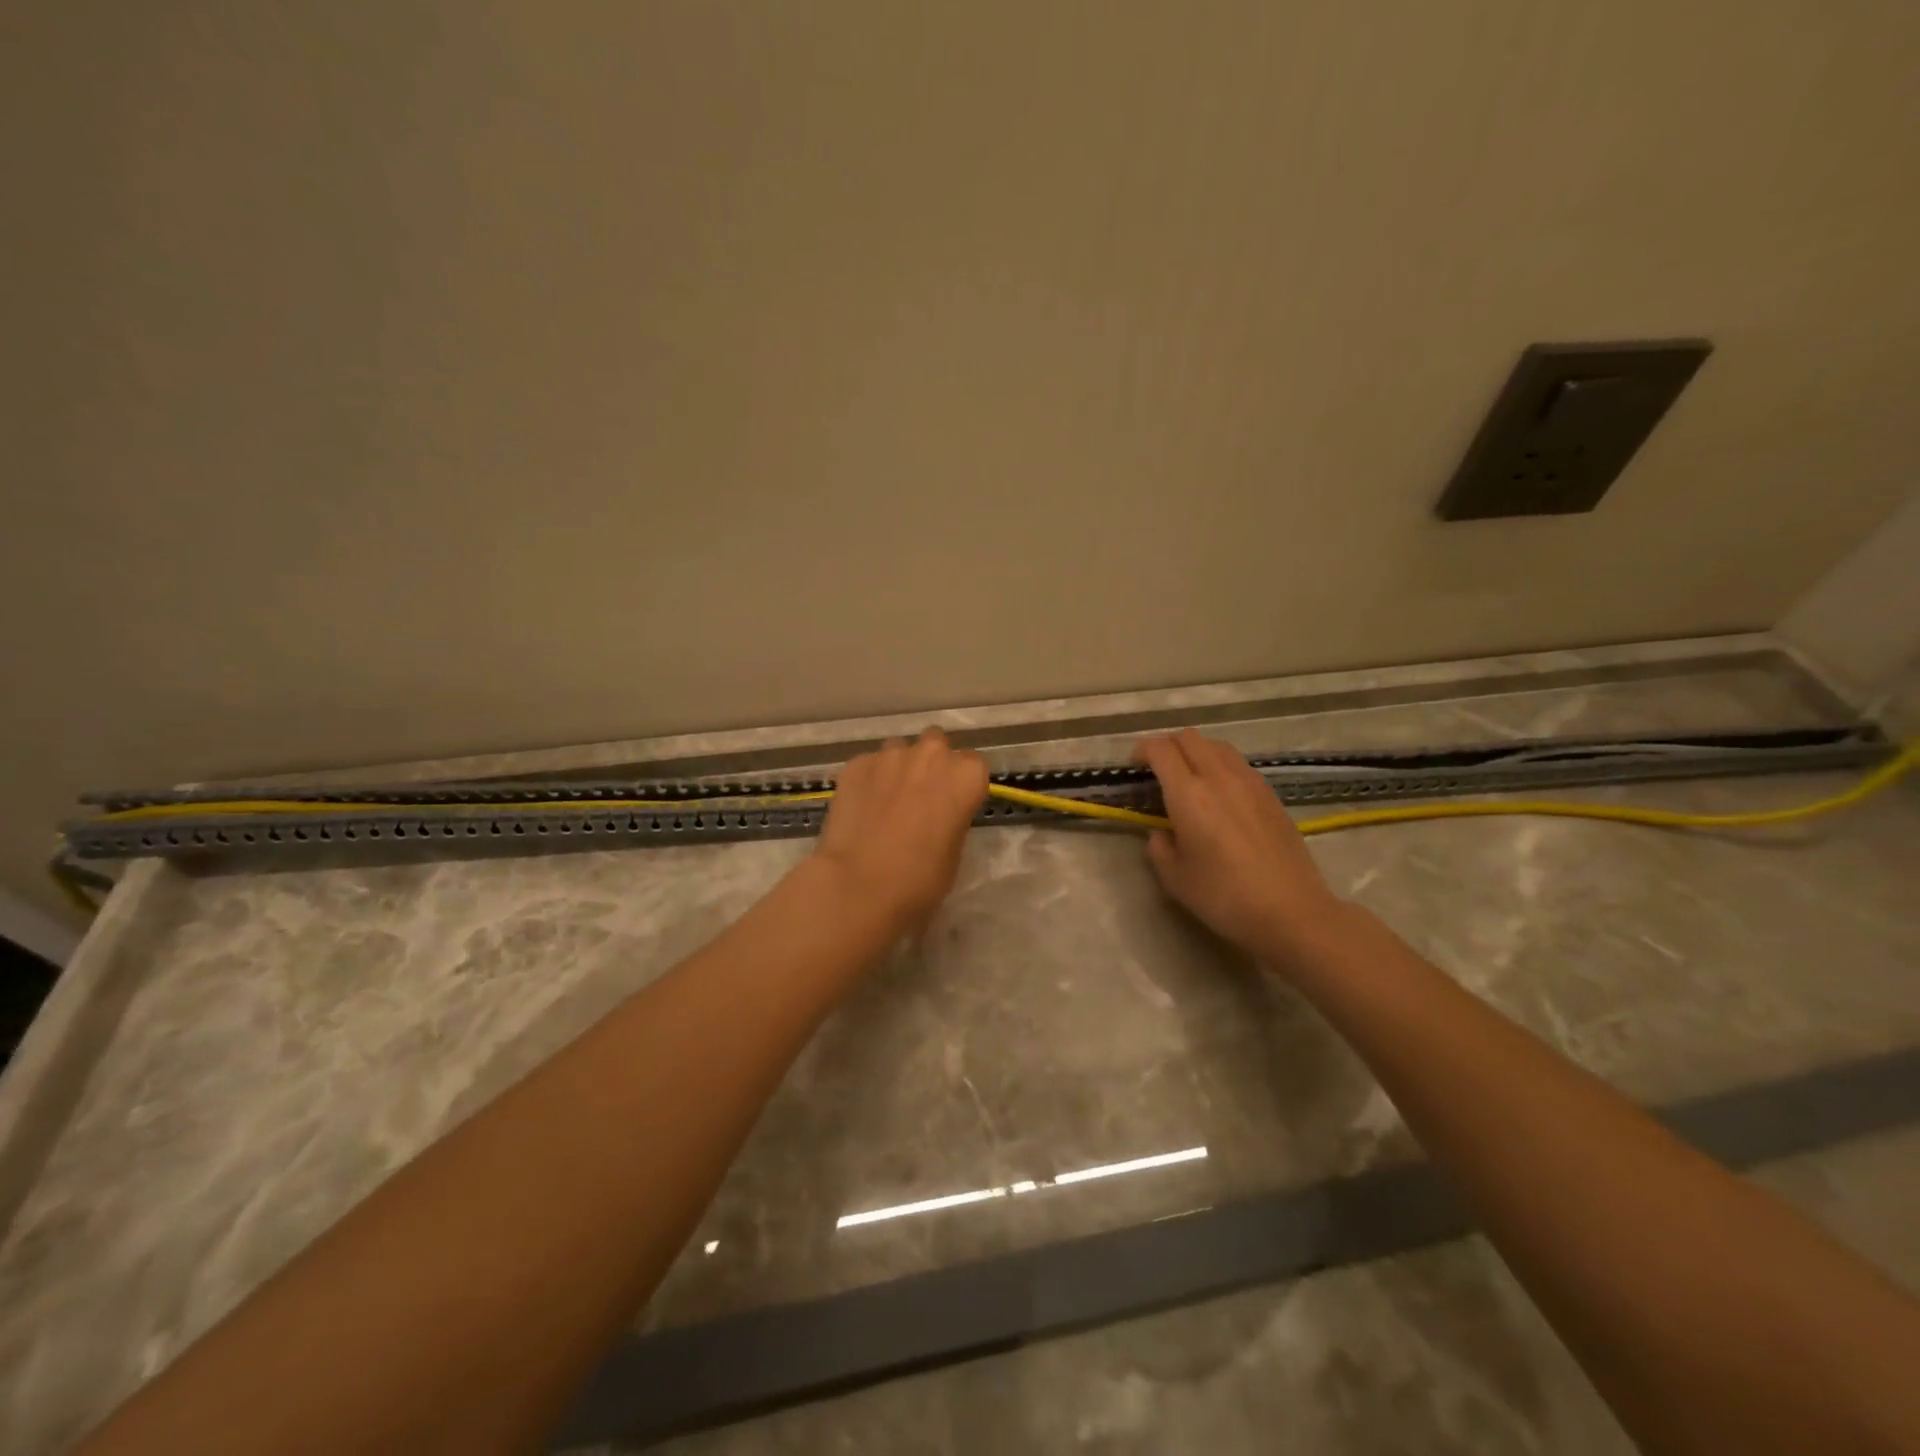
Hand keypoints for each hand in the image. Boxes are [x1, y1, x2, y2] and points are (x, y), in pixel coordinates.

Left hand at [812, 727, 989, 936]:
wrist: (859, 885)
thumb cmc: (920, 878)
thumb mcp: (954, 852)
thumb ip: (951, 818)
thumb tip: (938, 814)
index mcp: (966, 775)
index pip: (973, 765)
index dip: (961, 784)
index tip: (952, 803)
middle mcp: (932, 754)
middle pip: (936, 745)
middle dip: (931, 764)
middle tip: (920, 796)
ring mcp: (890, 755)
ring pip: (900, 750)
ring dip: (899, 769)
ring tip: (886, 801)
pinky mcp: (856, 764)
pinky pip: (869, 765)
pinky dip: (869, 780)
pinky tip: (861, 808)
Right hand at [1134, 729, 1344, 959]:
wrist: (1292, 911)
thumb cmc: (1224, 897)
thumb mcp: (1174, 878)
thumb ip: (1159, 846)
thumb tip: (1163, 831)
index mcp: (1189, 794)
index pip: (1160, 749)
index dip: (1141, 751)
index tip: (1135, 769)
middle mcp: (1219, 777)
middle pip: (1189, 737)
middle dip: (1168, 747)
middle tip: (1159, 772)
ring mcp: (1250, 782)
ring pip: (1217, 745)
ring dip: (1196, 752)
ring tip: (1190, 780)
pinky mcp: (1271, 794)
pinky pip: (1238, 764)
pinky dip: (1221, 767)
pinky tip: (1221, 796)